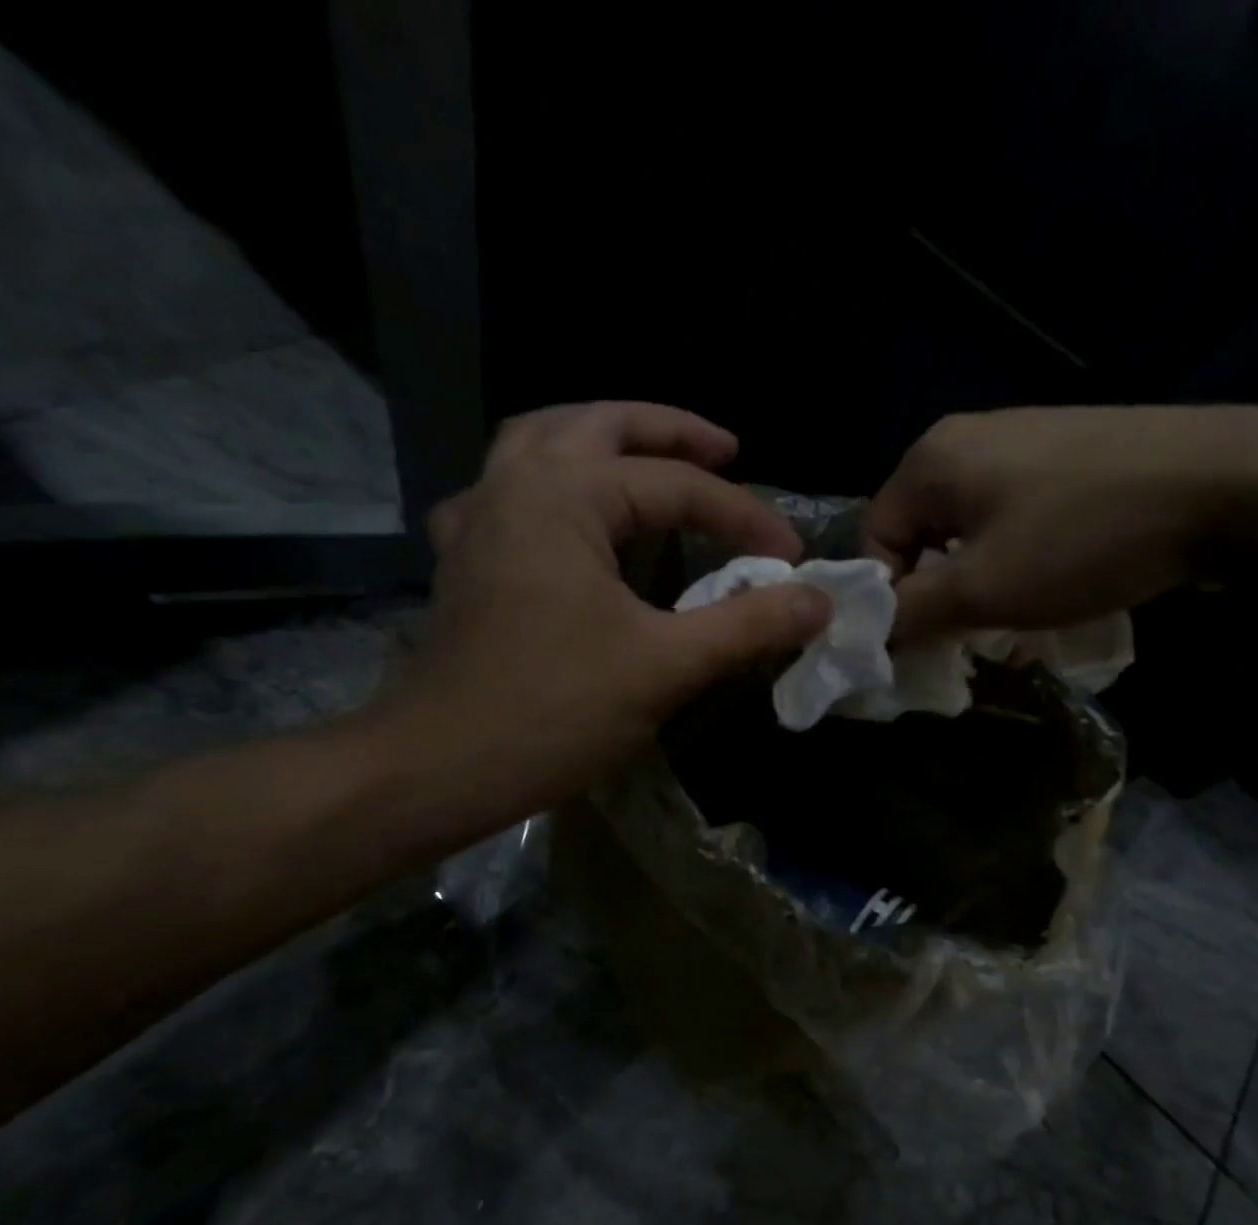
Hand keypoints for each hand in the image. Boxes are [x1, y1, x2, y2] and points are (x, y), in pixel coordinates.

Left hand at [373, 402, 830, 834]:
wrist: (439, 767)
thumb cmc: (554, 711)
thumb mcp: (665, 665)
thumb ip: (748, 624)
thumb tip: (818, 600)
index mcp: (563, 494)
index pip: (675, 485)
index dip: (743, 515)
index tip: (790, 557)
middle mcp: (513, 484)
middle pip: (599, 425)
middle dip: (668, 432)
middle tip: (725, 449)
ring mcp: (479, 519)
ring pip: (543, 443)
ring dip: (602, 439)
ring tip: (650, 457)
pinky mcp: (464, 559)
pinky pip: (506, 491)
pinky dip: (546, 484)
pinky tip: (564, 513)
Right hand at [862, 405, 1257, 641]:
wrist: (1232, 484)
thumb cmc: (1083, 538)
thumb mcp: (982, 588)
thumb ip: (910, 613)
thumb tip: (866, 633)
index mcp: (932, 458)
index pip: (873, 538)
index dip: (888, 596)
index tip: (925, 639)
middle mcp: (968, 436)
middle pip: (920, 532)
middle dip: (936, 591)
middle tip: (969, 633)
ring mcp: (1025, 438)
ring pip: (969, 527)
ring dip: (978, 579)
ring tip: (1016, 616)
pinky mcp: (1071, 452)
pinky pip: (1015, 514)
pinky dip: (1018, 556)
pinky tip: (1055, 580)